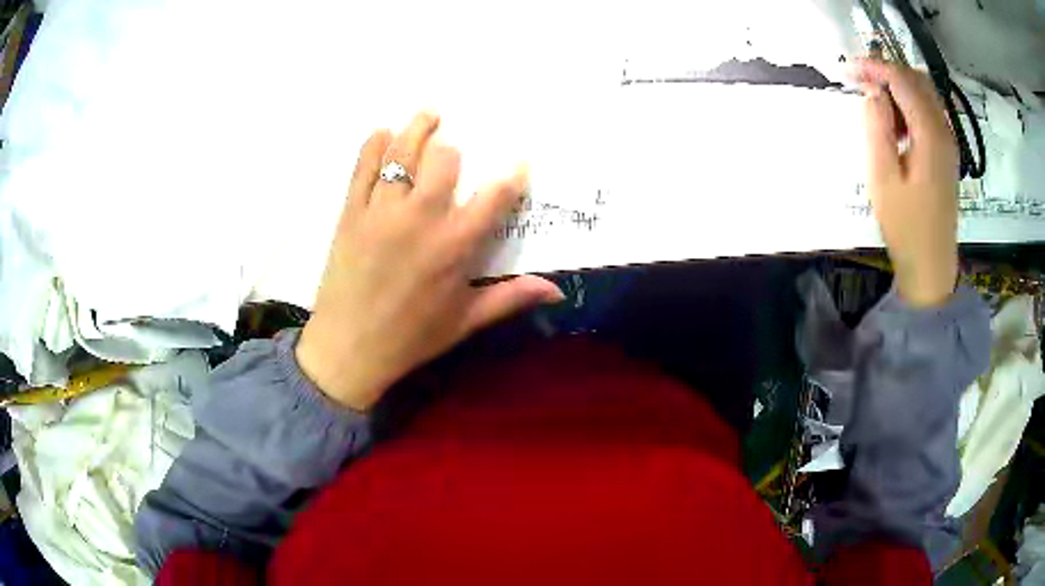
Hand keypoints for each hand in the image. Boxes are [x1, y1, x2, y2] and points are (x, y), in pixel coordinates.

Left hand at [296, 112, 563, 410]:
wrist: (349, 349)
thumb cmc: (411, 338)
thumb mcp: (466, 321)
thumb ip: (511, 298)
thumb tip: (556, 290)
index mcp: (455, 245)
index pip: (494, 196)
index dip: (512, 174)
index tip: (519, 161)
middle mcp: (420, 217)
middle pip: (444, 158)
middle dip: (454, 149)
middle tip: (455, 149)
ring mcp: (381, 210)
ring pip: (402, 152)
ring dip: (418, 128)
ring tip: (429, 114)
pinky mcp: (351, 212)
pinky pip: (362, 166)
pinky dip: (374, 144)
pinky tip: (384, 132)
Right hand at [853, 59, 959, 306]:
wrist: (932, 265)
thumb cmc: (905, 226)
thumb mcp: (882, 178)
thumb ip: (877, 128)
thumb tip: (873, 93)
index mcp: (930, 135)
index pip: (902, 80)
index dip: (874, 67)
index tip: (848, 69)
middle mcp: (944, 131)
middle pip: (916, 80)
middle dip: (886, 72)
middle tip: (860, 81)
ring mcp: (949, 142)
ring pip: (924, 94)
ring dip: (898, 88)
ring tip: (876, 107)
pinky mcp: (947, 153)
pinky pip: (929, 112)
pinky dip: (909, 106)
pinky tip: (896, 126)